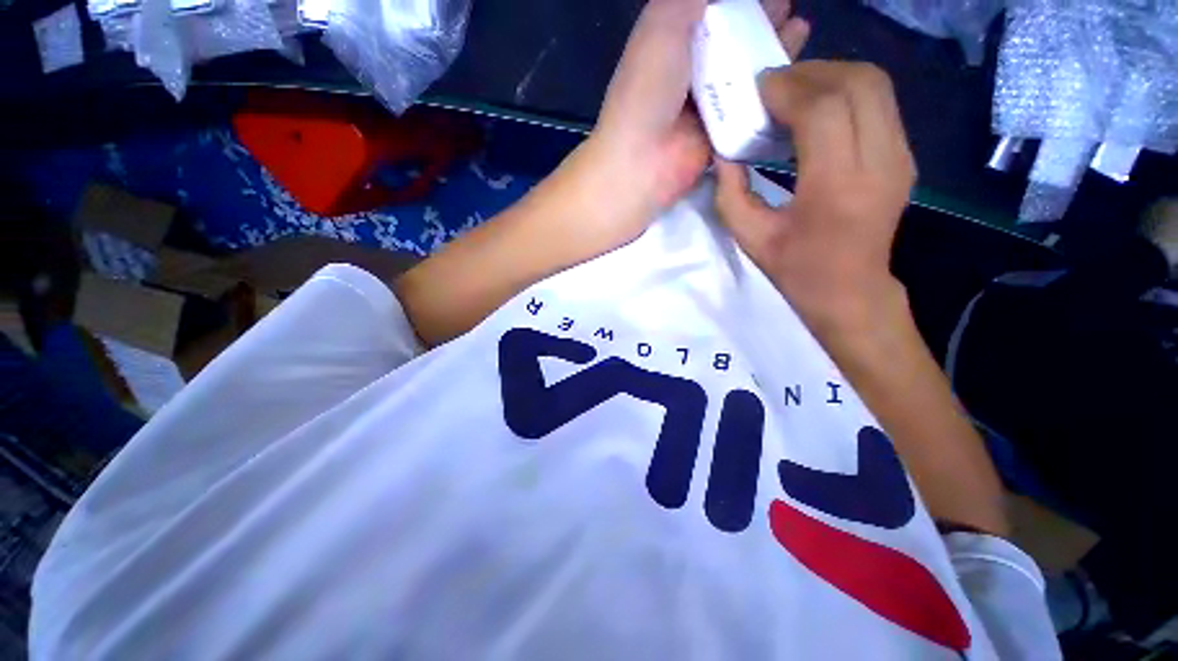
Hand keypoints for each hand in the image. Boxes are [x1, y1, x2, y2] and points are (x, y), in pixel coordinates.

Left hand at [582, 0, 809, 232]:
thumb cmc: (647, 89)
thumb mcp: (663, 24)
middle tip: (789, 8)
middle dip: (760, 21)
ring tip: (800, 30)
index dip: (738, 1)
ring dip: (770, 51)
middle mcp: (689, 72)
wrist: (642, 162)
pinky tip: (791, 77)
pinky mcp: (719, 134)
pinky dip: (769, 91)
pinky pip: (748, 107)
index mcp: (671, 42)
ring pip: (744, 71)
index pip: (711, 12)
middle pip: (731, 40)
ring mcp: (705, 105)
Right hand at [715, 62, 915, 340]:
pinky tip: (818, 109)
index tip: (758, 91)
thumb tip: (724, 152)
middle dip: (811, 72)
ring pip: (874, 85)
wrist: (849, 289)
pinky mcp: (904, 155)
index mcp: (836, 188)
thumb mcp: (749, 236)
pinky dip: (845, 92)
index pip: (822, 111)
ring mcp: (900, 156)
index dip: (788, 90)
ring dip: (830, 76)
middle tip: (774, 86)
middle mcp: (879, 162)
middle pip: (857, 83)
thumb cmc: (794, 268)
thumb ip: (730, 192)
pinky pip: (879, 102)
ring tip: (794, 92)